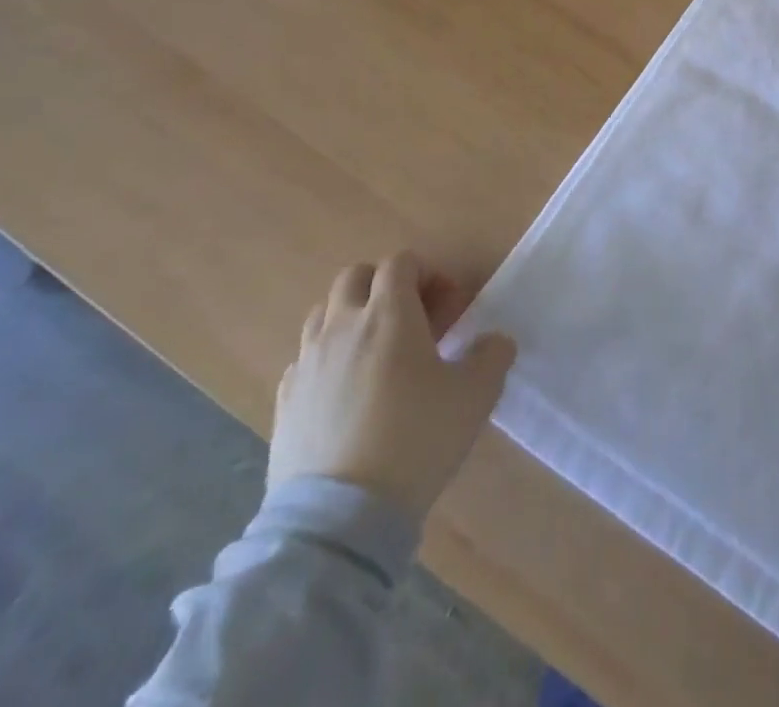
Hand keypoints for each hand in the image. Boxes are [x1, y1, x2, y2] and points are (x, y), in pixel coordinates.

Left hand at [269, 252, 515, 520]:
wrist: (340, 517)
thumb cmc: (416, 439)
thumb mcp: (476, 395)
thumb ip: (493, 355)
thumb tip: (494, 342)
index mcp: (389, 314)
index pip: (401, 263)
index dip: (428, 273)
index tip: (448, 306)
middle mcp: (342, 326)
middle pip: (354, 277)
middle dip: (385, 285)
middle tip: (412, 320)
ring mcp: (307, 362)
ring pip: (323, 313)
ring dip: (352, 316)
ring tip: (377, 352)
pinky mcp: (284, 400)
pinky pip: (305, 357)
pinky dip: (327, 357)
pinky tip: (347, 391)